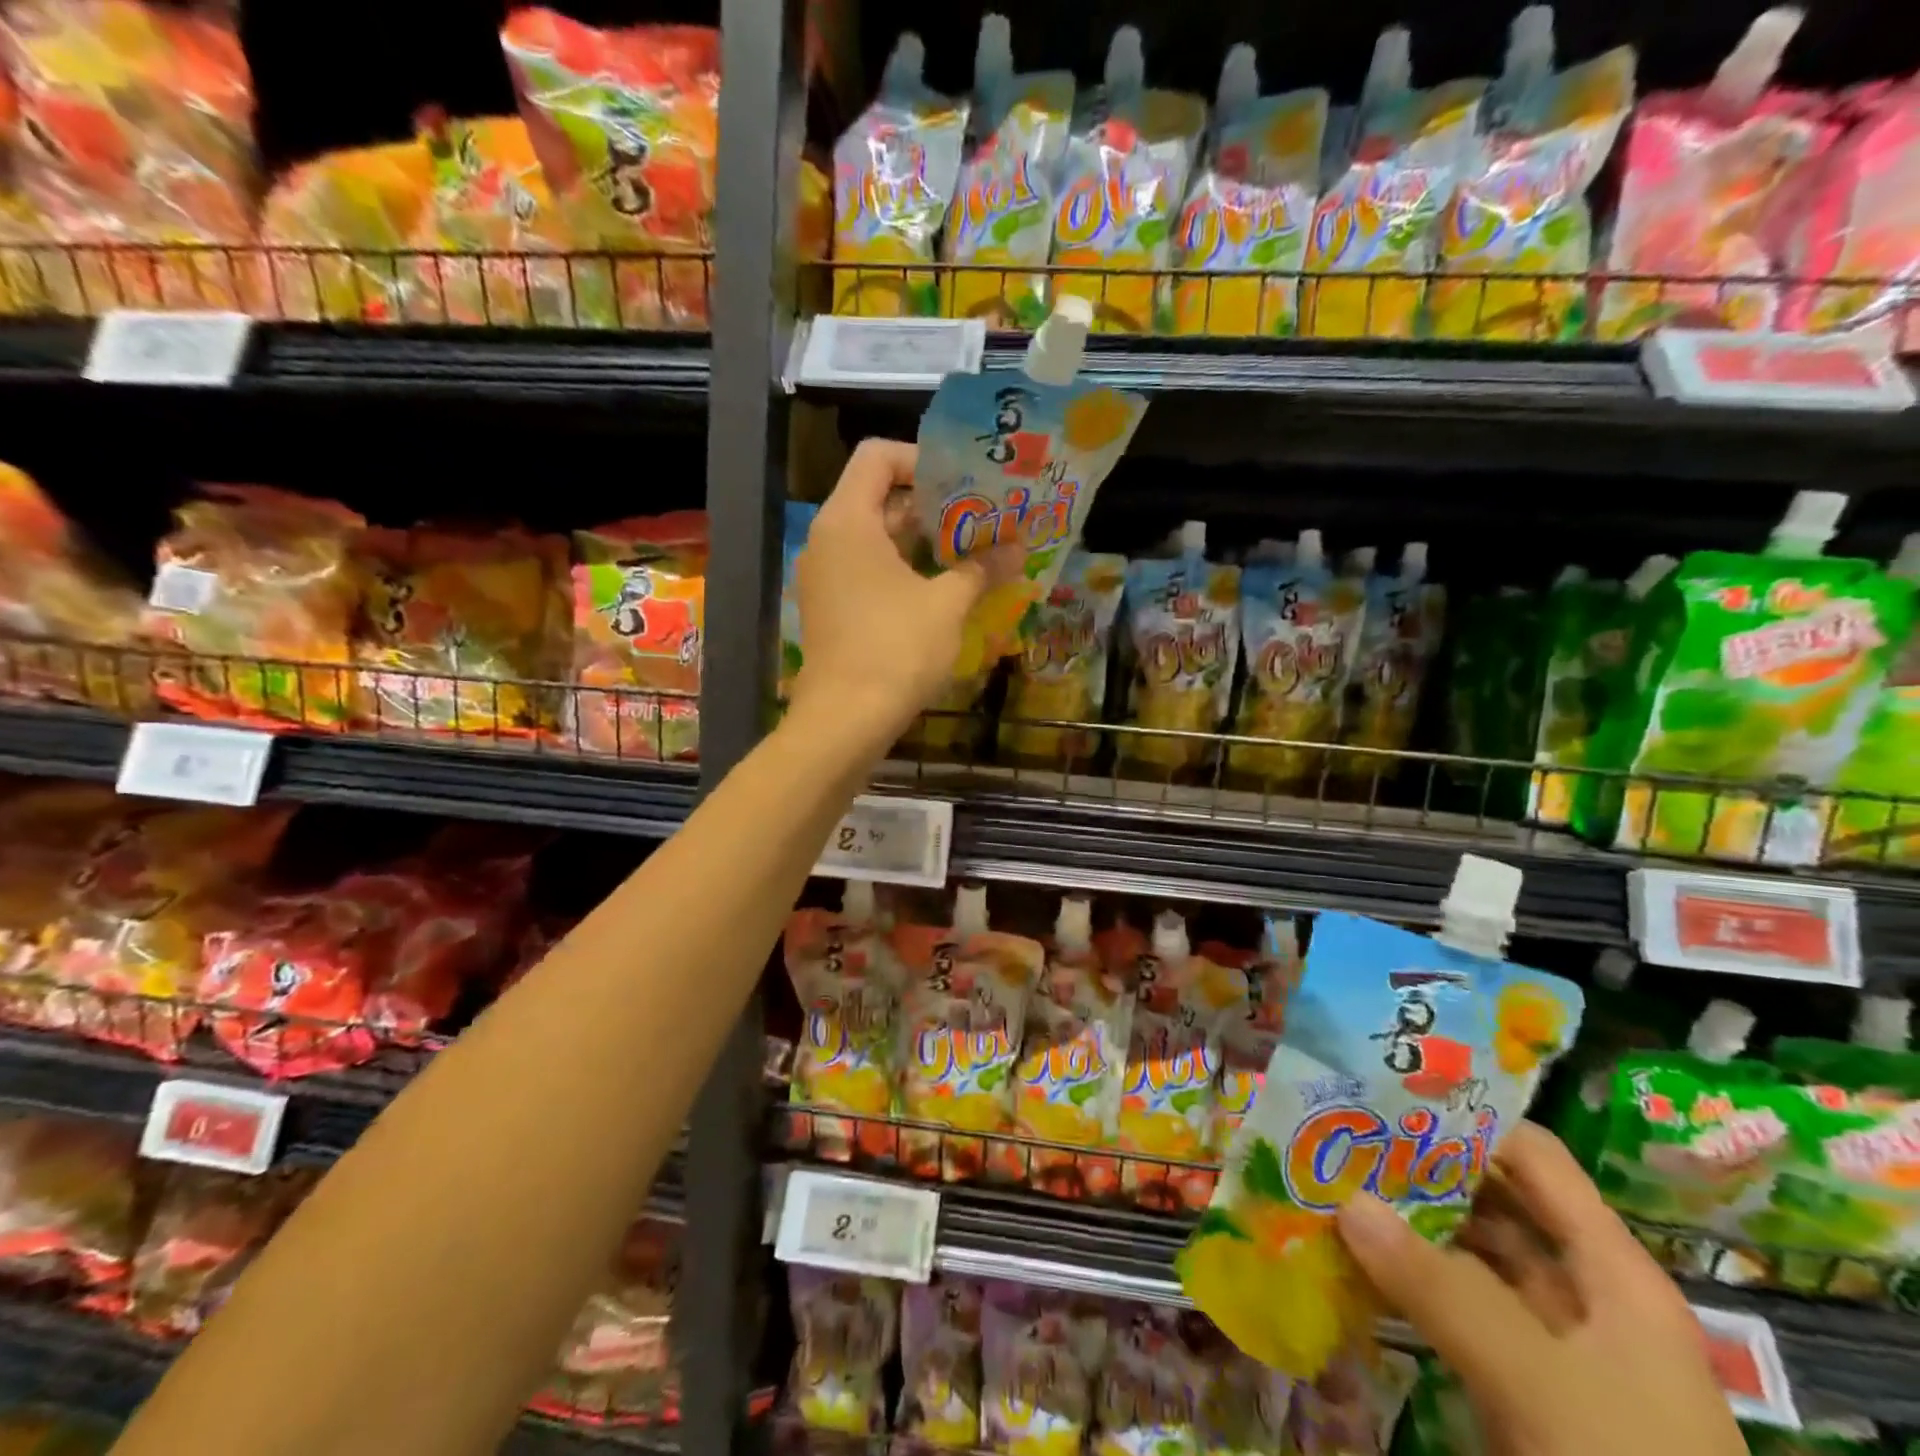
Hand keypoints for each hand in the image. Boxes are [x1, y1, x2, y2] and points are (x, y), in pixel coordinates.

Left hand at [791, 439, 1016, 749]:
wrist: (845, 720)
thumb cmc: (895, 649)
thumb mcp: (947, 605)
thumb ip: (981, 568)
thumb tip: (1018, 549)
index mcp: (848, 521)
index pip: (877, 457)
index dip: (922, 459)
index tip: (964, 483)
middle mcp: (828, 540)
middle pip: (878, 497)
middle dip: (932, 505)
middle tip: (980, 517)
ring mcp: (825, 577)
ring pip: (875, 539)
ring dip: (922, 541)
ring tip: (971, 551)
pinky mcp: (830, 609)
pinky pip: (867, 571)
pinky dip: (903, 570)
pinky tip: (942, 589)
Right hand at [1336, 1123, 1744, 1455]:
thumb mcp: (1538, 1383)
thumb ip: (1440, 1287)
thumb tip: (1346, 1198)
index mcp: (1612, 1271)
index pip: (1534, 1158)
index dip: (1466, 1118)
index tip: (1385, 1094)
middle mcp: (1582, 1293)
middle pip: (1494, 1203)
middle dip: (1419, 1169)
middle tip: (1339, 1134)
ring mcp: (1549, 1344)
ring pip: (1469, 1258)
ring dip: (1406, 1225)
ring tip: (1331, 1184)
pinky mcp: (1518, 1388)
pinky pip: (1455, 1311)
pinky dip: (1408, 1283)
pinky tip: (1353, 1261)